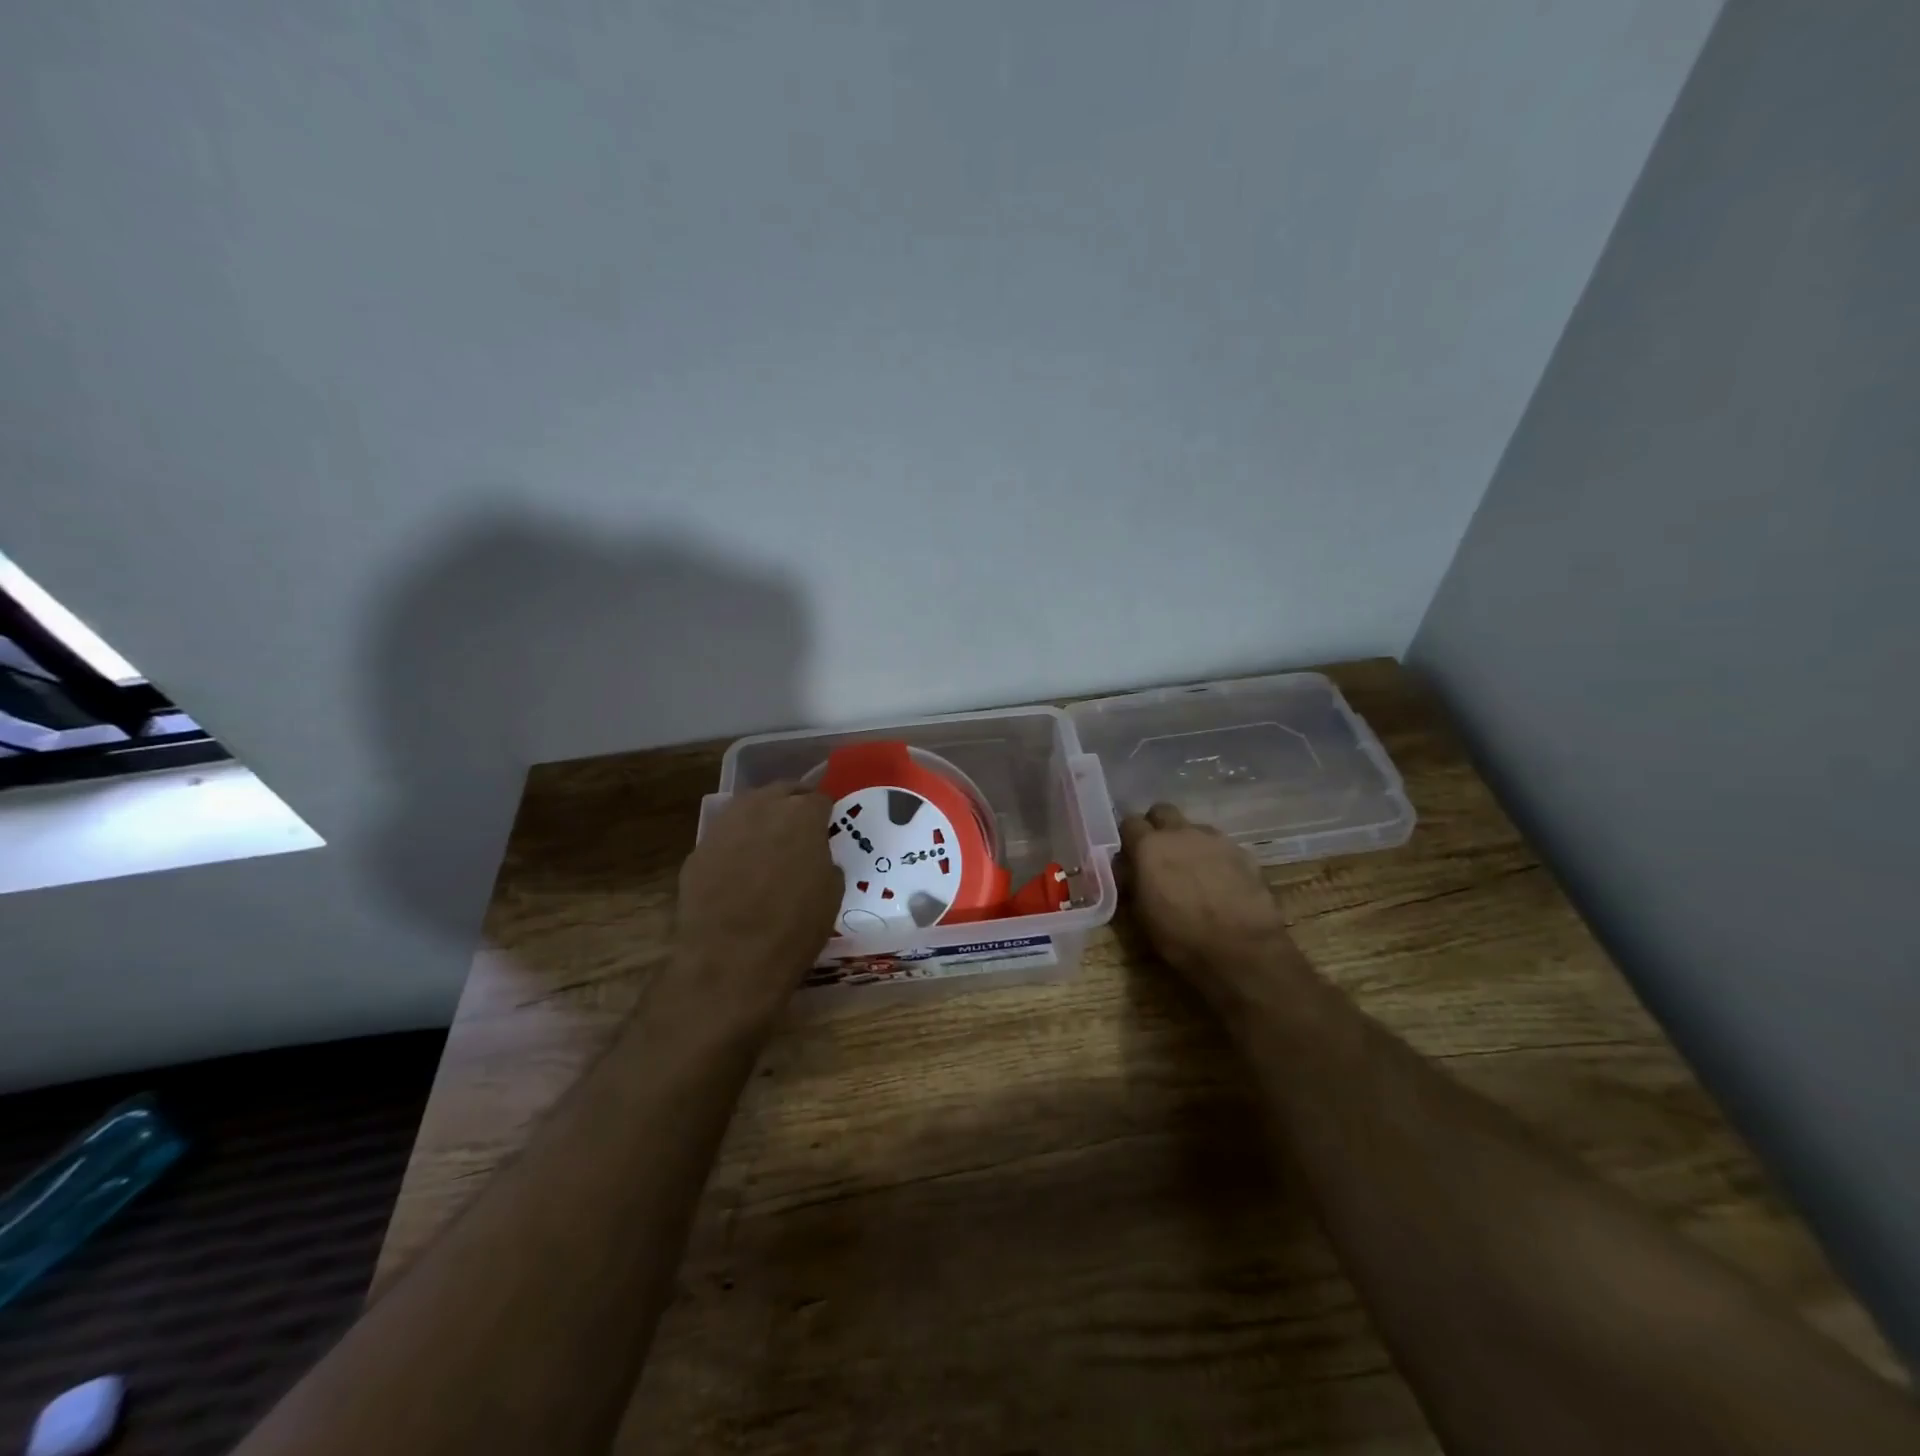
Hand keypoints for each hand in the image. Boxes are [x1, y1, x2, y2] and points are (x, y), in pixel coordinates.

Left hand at [672, 783, 842, 1021]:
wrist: (730, 960)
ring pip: (748, 807)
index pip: (820, 799)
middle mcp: (762, 808)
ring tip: (768, 844)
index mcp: (802, 814)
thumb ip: (825, 861)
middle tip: (800, 829)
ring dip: (761, 818)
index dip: (825, 815)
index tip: (827, 830)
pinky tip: (739, 870)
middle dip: (793, 805)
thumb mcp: (832, 893)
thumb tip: (815, 856)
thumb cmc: (795, 927)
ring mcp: (725, 825)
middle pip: (782, 791)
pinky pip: (724, 837)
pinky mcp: (698, 850)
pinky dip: (735, 845)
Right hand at [1120, 802, 1301, 1009]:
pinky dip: (1214, 858)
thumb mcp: (1141, 915)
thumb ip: (1132, 882)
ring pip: (1194, 828)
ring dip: (1188, 842)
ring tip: (1192, 872)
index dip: (1129, 838)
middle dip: (1158, 827)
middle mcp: (1180, 833)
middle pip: (1162, 811)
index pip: (1129, 822)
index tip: (1130, 855)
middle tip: (1159, 855)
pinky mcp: (1242, 852)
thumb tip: (1128, 869)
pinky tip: (1219, 883)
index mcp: (1149, 846)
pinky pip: (1220, 846)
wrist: (1242, 950)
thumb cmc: (1181, 937)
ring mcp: (1215, 839)